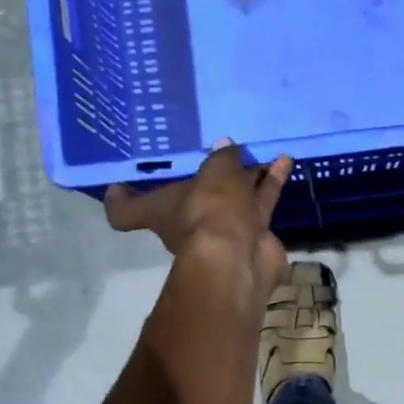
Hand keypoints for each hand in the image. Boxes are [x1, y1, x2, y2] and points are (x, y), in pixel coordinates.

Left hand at [104, 142, 293, 292]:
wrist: (240, 256)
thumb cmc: (209, 211)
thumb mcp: (213, 173)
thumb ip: (222, 158)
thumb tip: (226, 148)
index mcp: (160, 210)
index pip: (126, 211)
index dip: (121, 197)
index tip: (119, 183)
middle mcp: (188, 222)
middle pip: (196, 195)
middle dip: (212, 175)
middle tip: (225, 149)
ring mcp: (222, 231)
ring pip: (234, 198)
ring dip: (248, 176)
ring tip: (260, 152)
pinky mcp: (252, 235)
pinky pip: (260, 204)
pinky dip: (271, 184)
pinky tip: (283, 162)